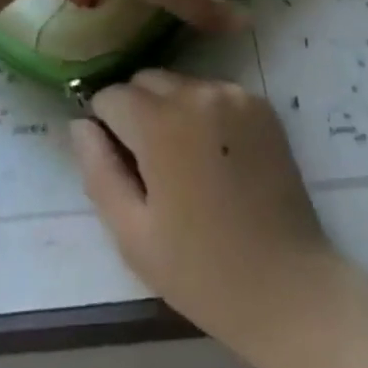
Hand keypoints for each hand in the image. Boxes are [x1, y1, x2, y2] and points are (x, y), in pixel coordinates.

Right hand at [71, 70, 350, 356]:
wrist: (288, 287)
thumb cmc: (201, 271)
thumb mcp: (132, 233)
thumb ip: (98, 170)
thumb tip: (79, 124)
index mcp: (162, 122)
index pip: (111, 95)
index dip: (104, 125)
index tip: (116, 162)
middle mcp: (198, 92)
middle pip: (146, 80)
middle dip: (135, 111)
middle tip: (147, 166)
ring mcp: (235, 94)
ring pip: (180, 84)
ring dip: (169, 109)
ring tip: (183, 164)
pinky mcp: (261, 105)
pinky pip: (214, 93)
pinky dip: (204, 113)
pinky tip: (215, 159)